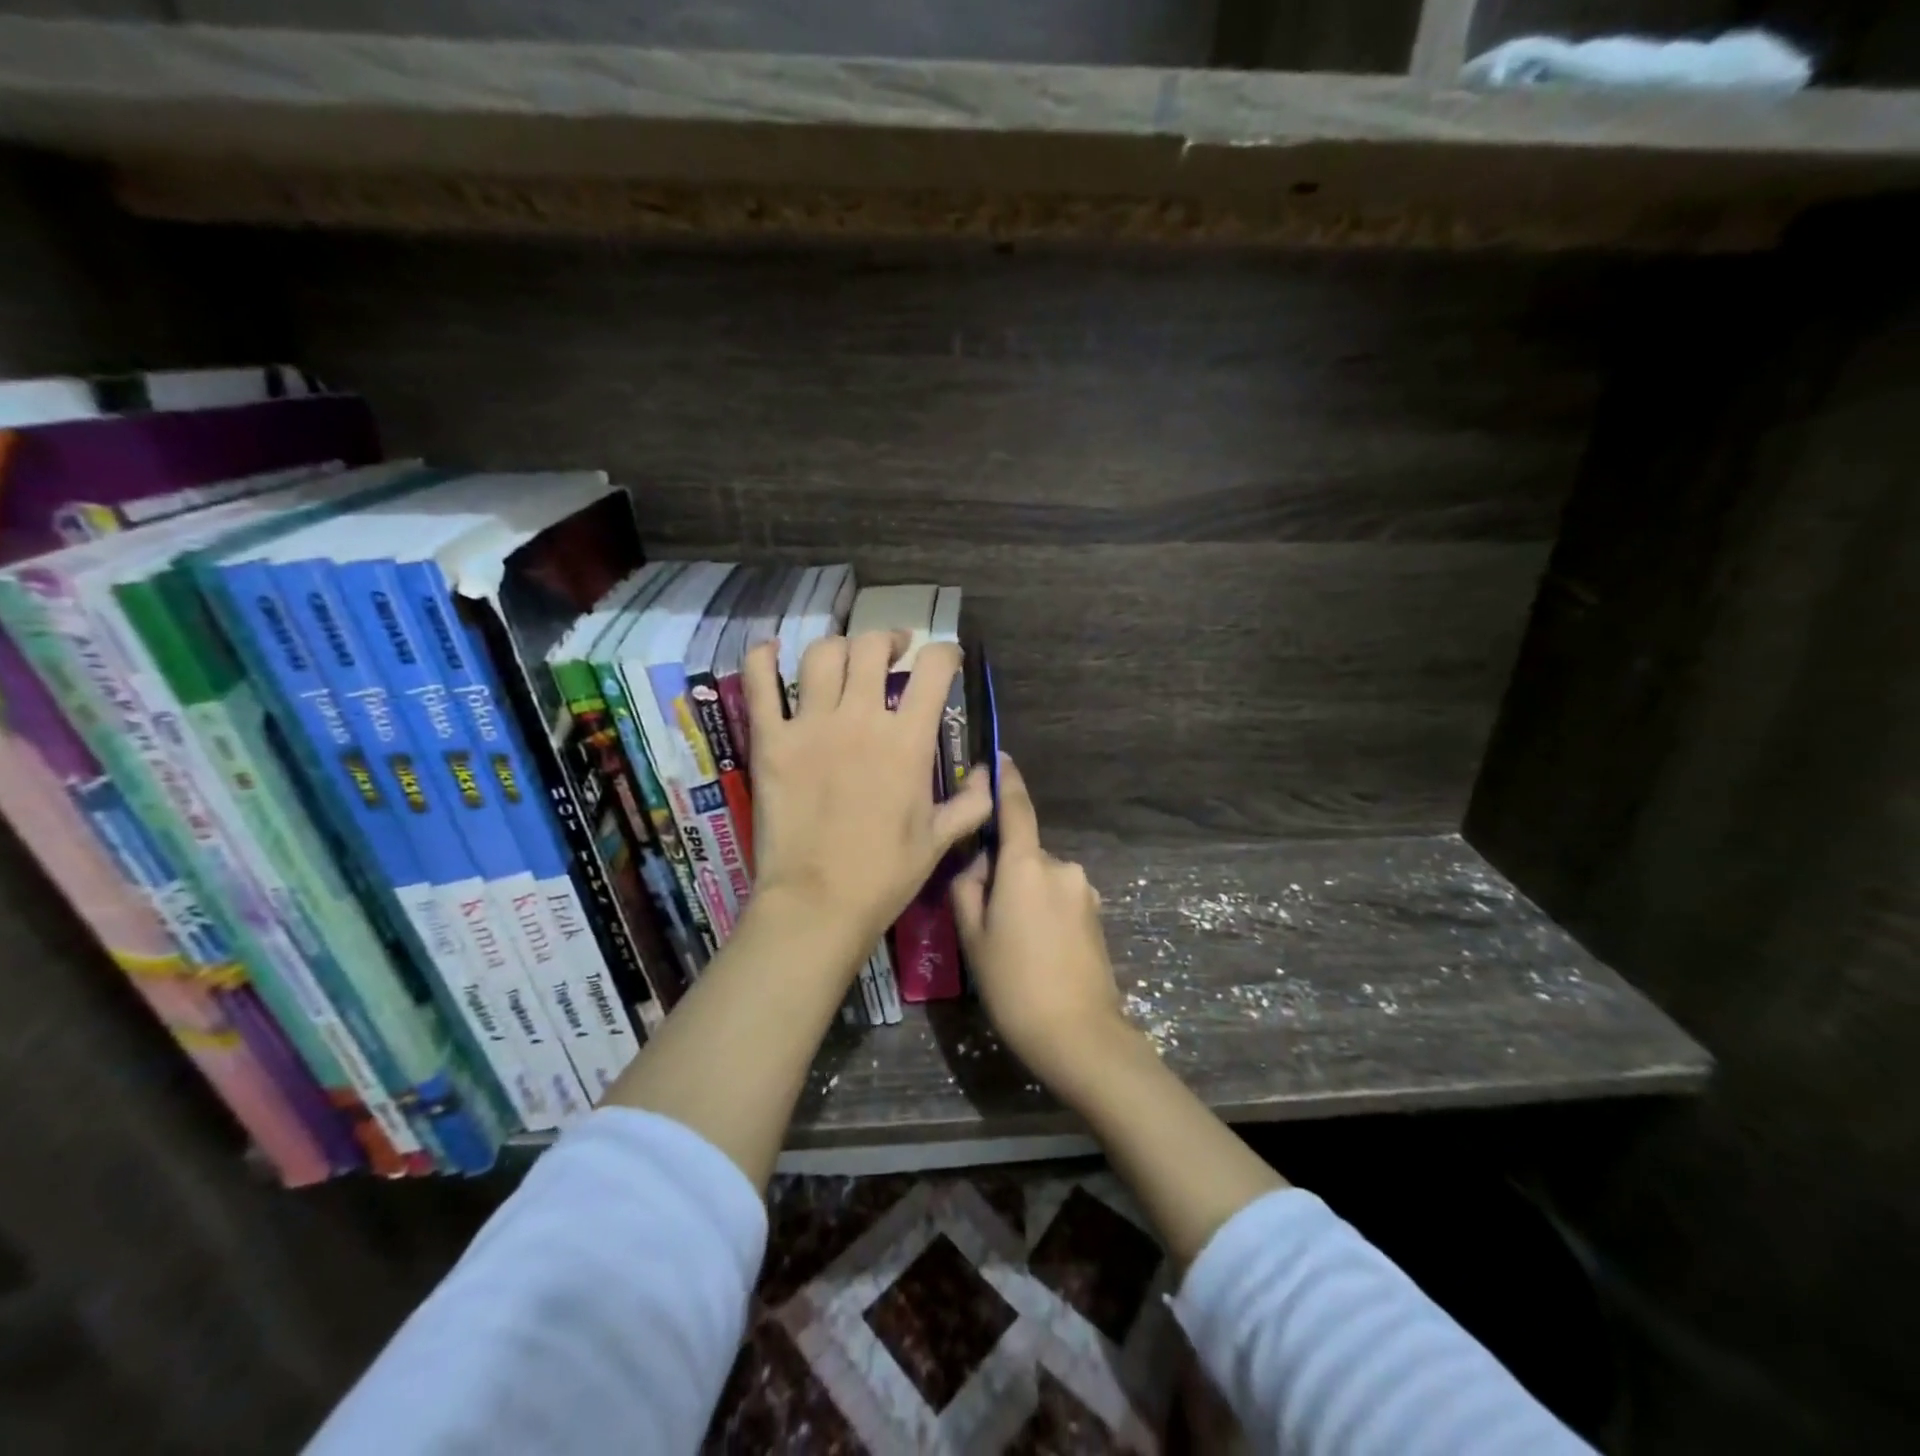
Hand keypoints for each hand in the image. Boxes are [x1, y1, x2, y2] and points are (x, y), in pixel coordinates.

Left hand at [744, 631, 992, 955]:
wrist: (819, 903)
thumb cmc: (885, 875)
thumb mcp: (939, 840)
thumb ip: (971, 803)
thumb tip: (992, 774)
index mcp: (907, 741)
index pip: (933, 669)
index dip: (945, 654)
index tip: (946, 659)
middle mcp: (860, 719)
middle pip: (872, 648)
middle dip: (889, 640)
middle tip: (893, 652)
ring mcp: (810, 726)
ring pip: (822, 655)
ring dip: (839, 647)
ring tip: (845, 659)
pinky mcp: (770, 741)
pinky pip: (759, 684)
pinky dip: (762, 659)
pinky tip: (769, 651)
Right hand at [950, 756, 1133, 1088]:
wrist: (1080, 1035)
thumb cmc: (1014, 985)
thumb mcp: (973, 938)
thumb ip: (968, 888)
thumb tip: (978, 865)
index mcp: (1026, 866)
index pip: (1016, 808)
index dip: (1006, 780)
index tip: (999, 759)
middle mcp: (1060, 866)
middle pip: (1022, 852)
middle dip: (1001, 868)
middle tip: (981, 913)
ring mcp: (1083, 890)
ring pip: (1040, 877)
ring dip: (1023, 892)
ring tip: (1010, 942)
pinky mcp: (1095, 913)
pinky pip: (1059, 896)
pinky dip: (1042, 908)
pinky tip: (1035, 950)